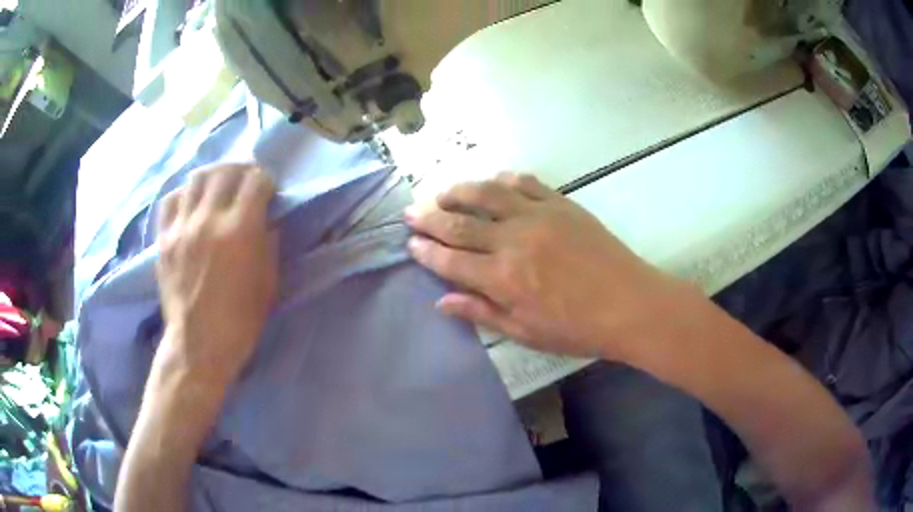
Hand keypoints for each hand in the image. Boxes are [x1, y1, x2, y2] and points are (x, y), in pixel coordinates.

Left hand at [156, 163, 276, 386]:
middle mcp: (208, 220)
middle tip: (246, 180)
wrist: (199, 345)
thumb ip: (269, 243)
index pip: (255, 181)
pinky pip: (171, 199)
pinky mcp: (164, 239)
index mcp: (239, 232)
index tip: (268, 191)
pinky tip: (191, 202)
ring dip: (213, 175)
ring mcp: (181, 228)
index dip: (266, 180)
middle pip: (225, 171)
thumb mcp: (268, 284)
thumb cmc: (240, 321)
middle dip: (241, 169)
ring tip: (218, 185)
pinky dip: (184, 193)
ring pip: (196, 178)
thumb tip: (266, 219)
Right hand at [405, 173, 692, 360]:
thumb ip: (481, 312)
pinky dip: (504, 180)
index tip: (410, 243)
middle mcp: (513, 240)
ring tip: (443, 191)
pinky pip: (526, 183)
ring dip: (460, 190)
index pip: (450, 260)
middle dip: (430, 217)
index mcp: (503, 278)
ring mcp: (538, 216)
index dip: (426, 251)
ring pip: (488, 194)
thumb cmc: (577, 328)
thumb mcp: (525, 332)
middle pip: (460, 223)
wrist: (629, 304)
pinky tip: (494, 182)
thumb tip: (441, 302)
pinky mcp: (561, 204)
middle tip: (411, 212)